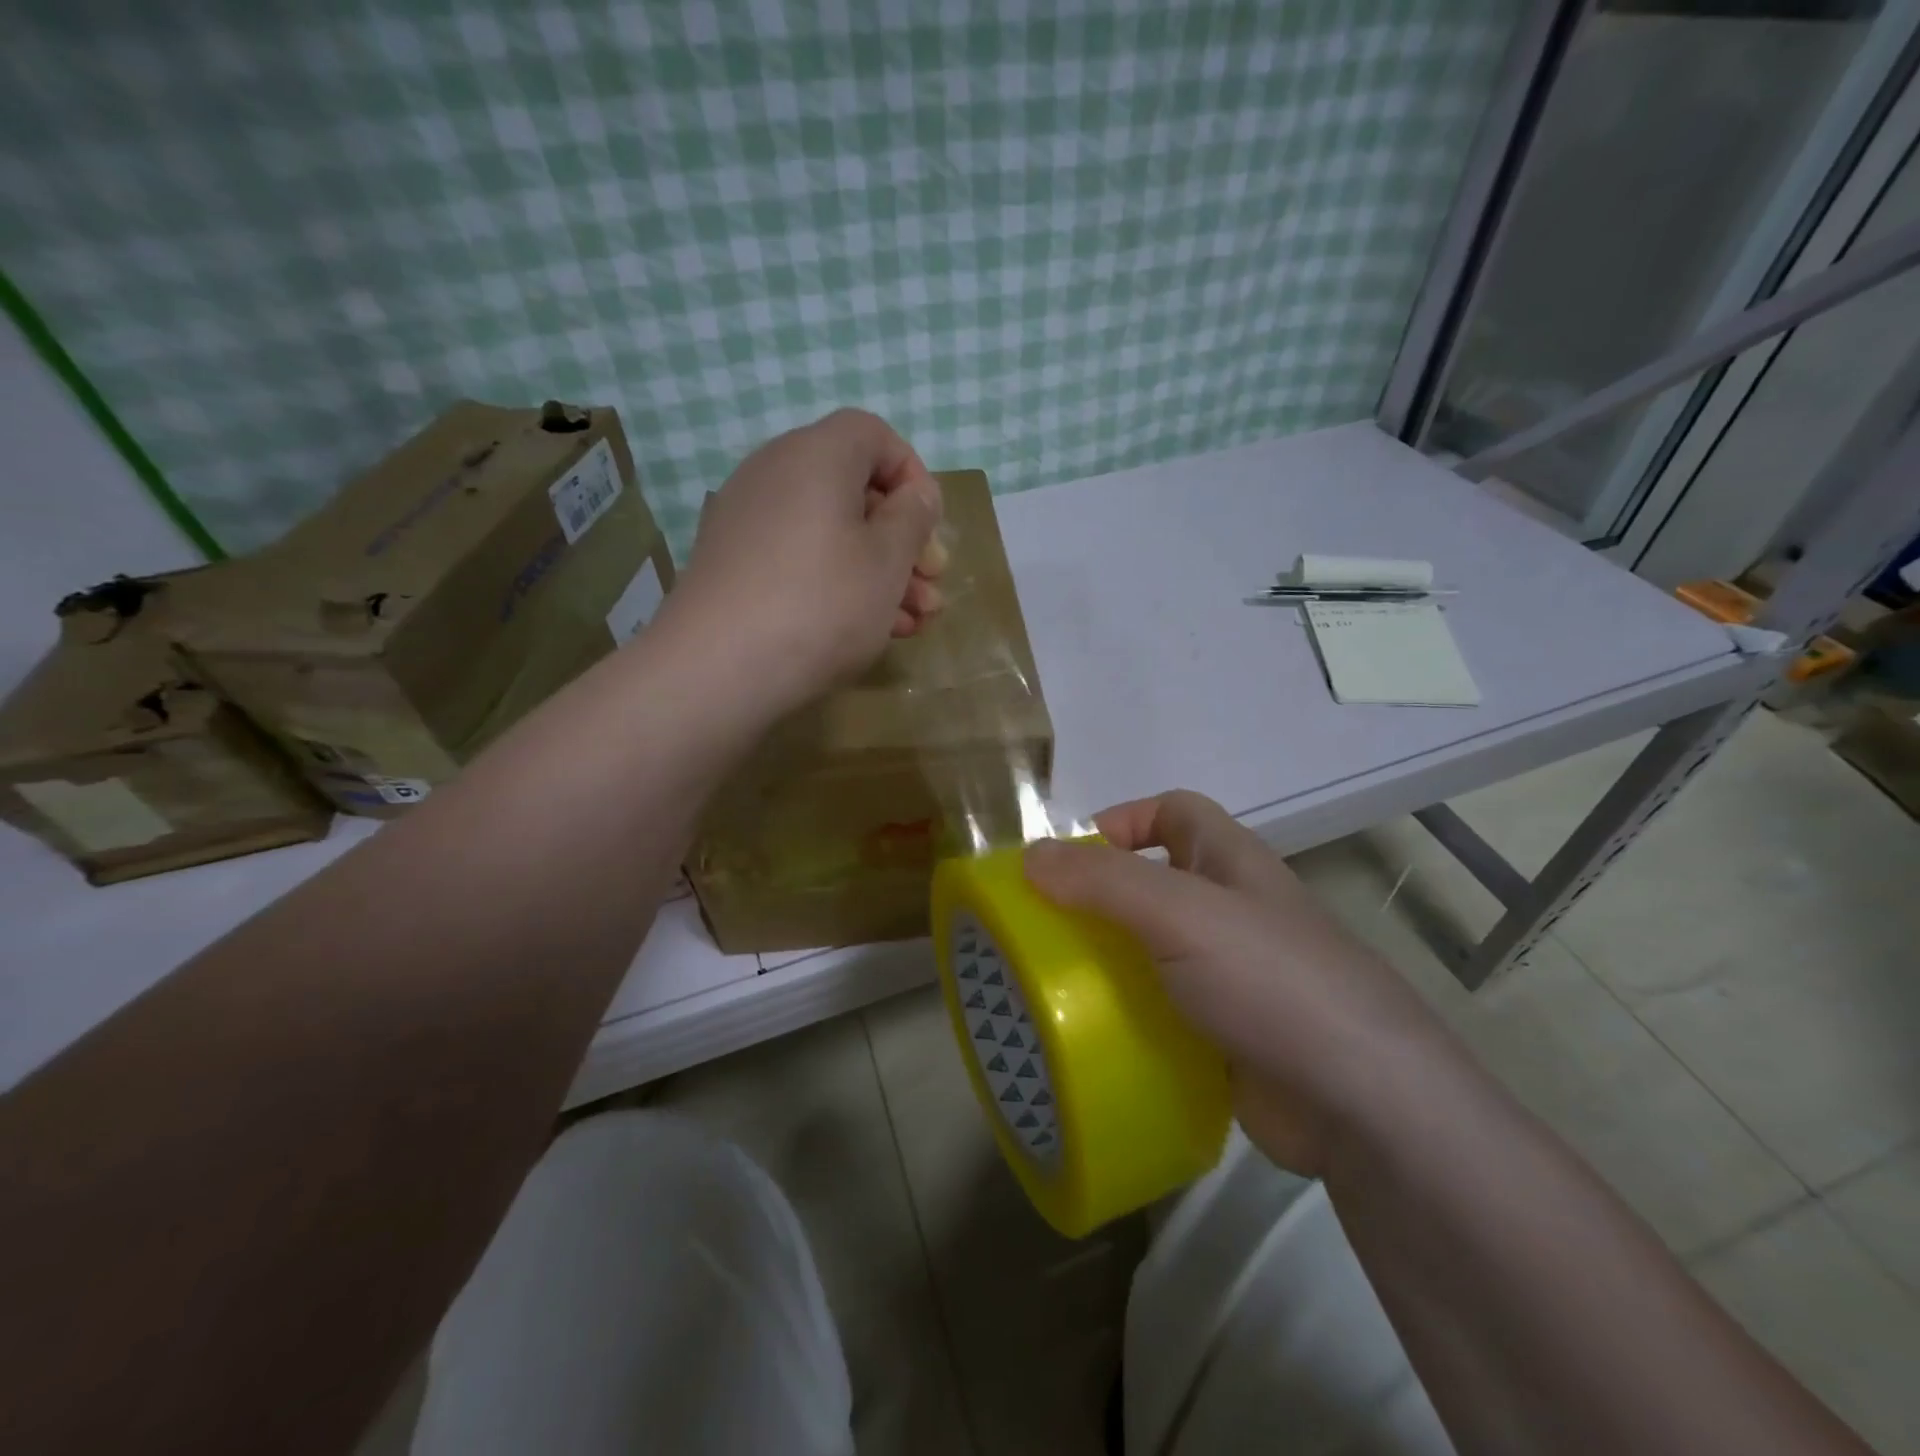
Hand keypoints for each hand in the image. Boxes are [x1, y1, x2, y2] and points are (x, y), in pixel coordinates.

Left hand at [659, 409, 945, 714]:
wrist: (718, 668)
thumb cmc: (822, 604)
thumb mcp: (888, 561)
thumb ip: (913, 518)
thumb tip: (915, 496)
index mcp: (815, 455)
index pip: (873, 435)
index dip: (913, 475)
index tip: (931, 527)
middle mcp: (775, 474)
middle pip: (855, 491)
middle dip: (903, 540)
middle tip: (932, 585)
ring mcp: (748, 521)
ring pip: (831, 533)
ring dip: (879, 572)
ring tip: (912, 621)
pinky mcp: (734, 565)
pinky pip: (800, 559)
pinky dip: (837, 583)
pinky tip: (867, 629)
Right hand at [1024, 791, 1467, 1175]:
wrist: (1364, 1106)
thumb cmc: (1270, 980)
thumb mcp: (1180, 914)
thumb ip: (1103, 880)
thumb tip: (1030, 855)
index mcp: (1231, 863)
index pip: (1173, 811)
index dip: (1123, 819)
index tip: (1071, 858)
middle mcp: (1233, 911)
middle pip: (1156, 883)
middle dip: (1101, 898)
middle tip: (1046, 930)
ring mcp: (1233, 977)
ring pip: (1155, 951)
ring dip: (1109, 961)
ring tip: (1054, 985)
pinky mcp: (1227, 1035)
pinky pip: (1164, 1009)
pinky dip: (1130, 1015)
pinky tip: (1093, 1038)